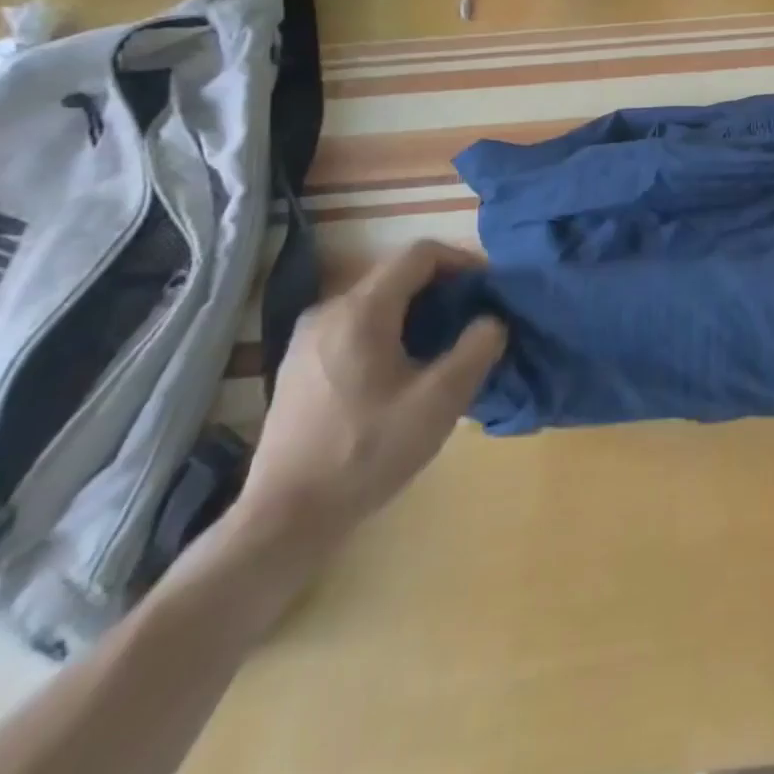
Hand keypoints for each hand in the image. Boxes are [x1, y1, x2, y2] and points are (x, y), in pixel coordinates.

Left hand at [230, 240, 505, 559]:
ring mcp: (307, 338)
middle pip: (397, 275)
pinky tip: (402, 372)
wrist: (283, 520)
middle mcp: (329, 311)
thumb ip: (477, 349)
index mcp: (361, 310)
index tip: (488, 289)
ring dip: (417, 312)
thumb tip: (491, 321)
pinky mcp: (298, 366)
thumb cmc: (366, 452)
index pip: (420, 254)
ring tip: (443, 347)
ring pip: (376, 302)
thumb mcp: (440, 401)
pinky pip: (355, 326)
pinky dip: (389, 331)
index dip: (462, 261)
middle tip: (473, 320)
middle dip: (442, 290)